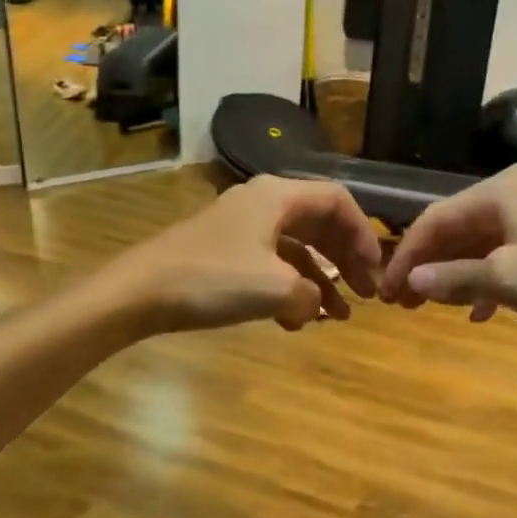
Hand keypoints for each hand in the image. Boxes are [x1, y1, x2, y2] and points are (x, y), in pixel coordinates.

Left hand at [109, 177, 382, 332]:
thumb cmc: (213, 280)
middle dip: (344, 260)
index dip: (363, 235)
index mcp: (278, 196)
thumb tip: (313, 305)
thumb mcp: (276, 289)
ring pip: (294, 249)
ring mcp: (240, 228)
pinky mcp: (223, 252)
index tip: (376, 270)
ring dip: (318, 281)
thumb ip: (312, 295)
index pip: (338, 202)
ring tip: (336, 317)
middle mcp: (262, 203)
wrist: (140, 291)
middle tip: (364, 296)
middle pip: (318, 224)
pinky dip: (287, 289)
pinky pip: (269, 265)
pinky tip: (294, 321)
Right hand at [379, 164, 516, 333]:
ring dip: (455, 275)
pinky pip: (507, 253)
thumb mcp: (507, 279)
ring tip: (436, 308)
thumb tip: (411, 282)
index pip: (433, 219)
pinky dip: (488, 278)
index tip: (387, 293)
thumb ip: (454, 278)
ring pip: (480, 243)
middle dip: (428, 266)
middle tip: (405, 303)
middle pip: (455, 228)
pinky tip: (482, 310)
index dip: (406, 257)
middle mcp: (515, 191)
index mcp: (497, 190)